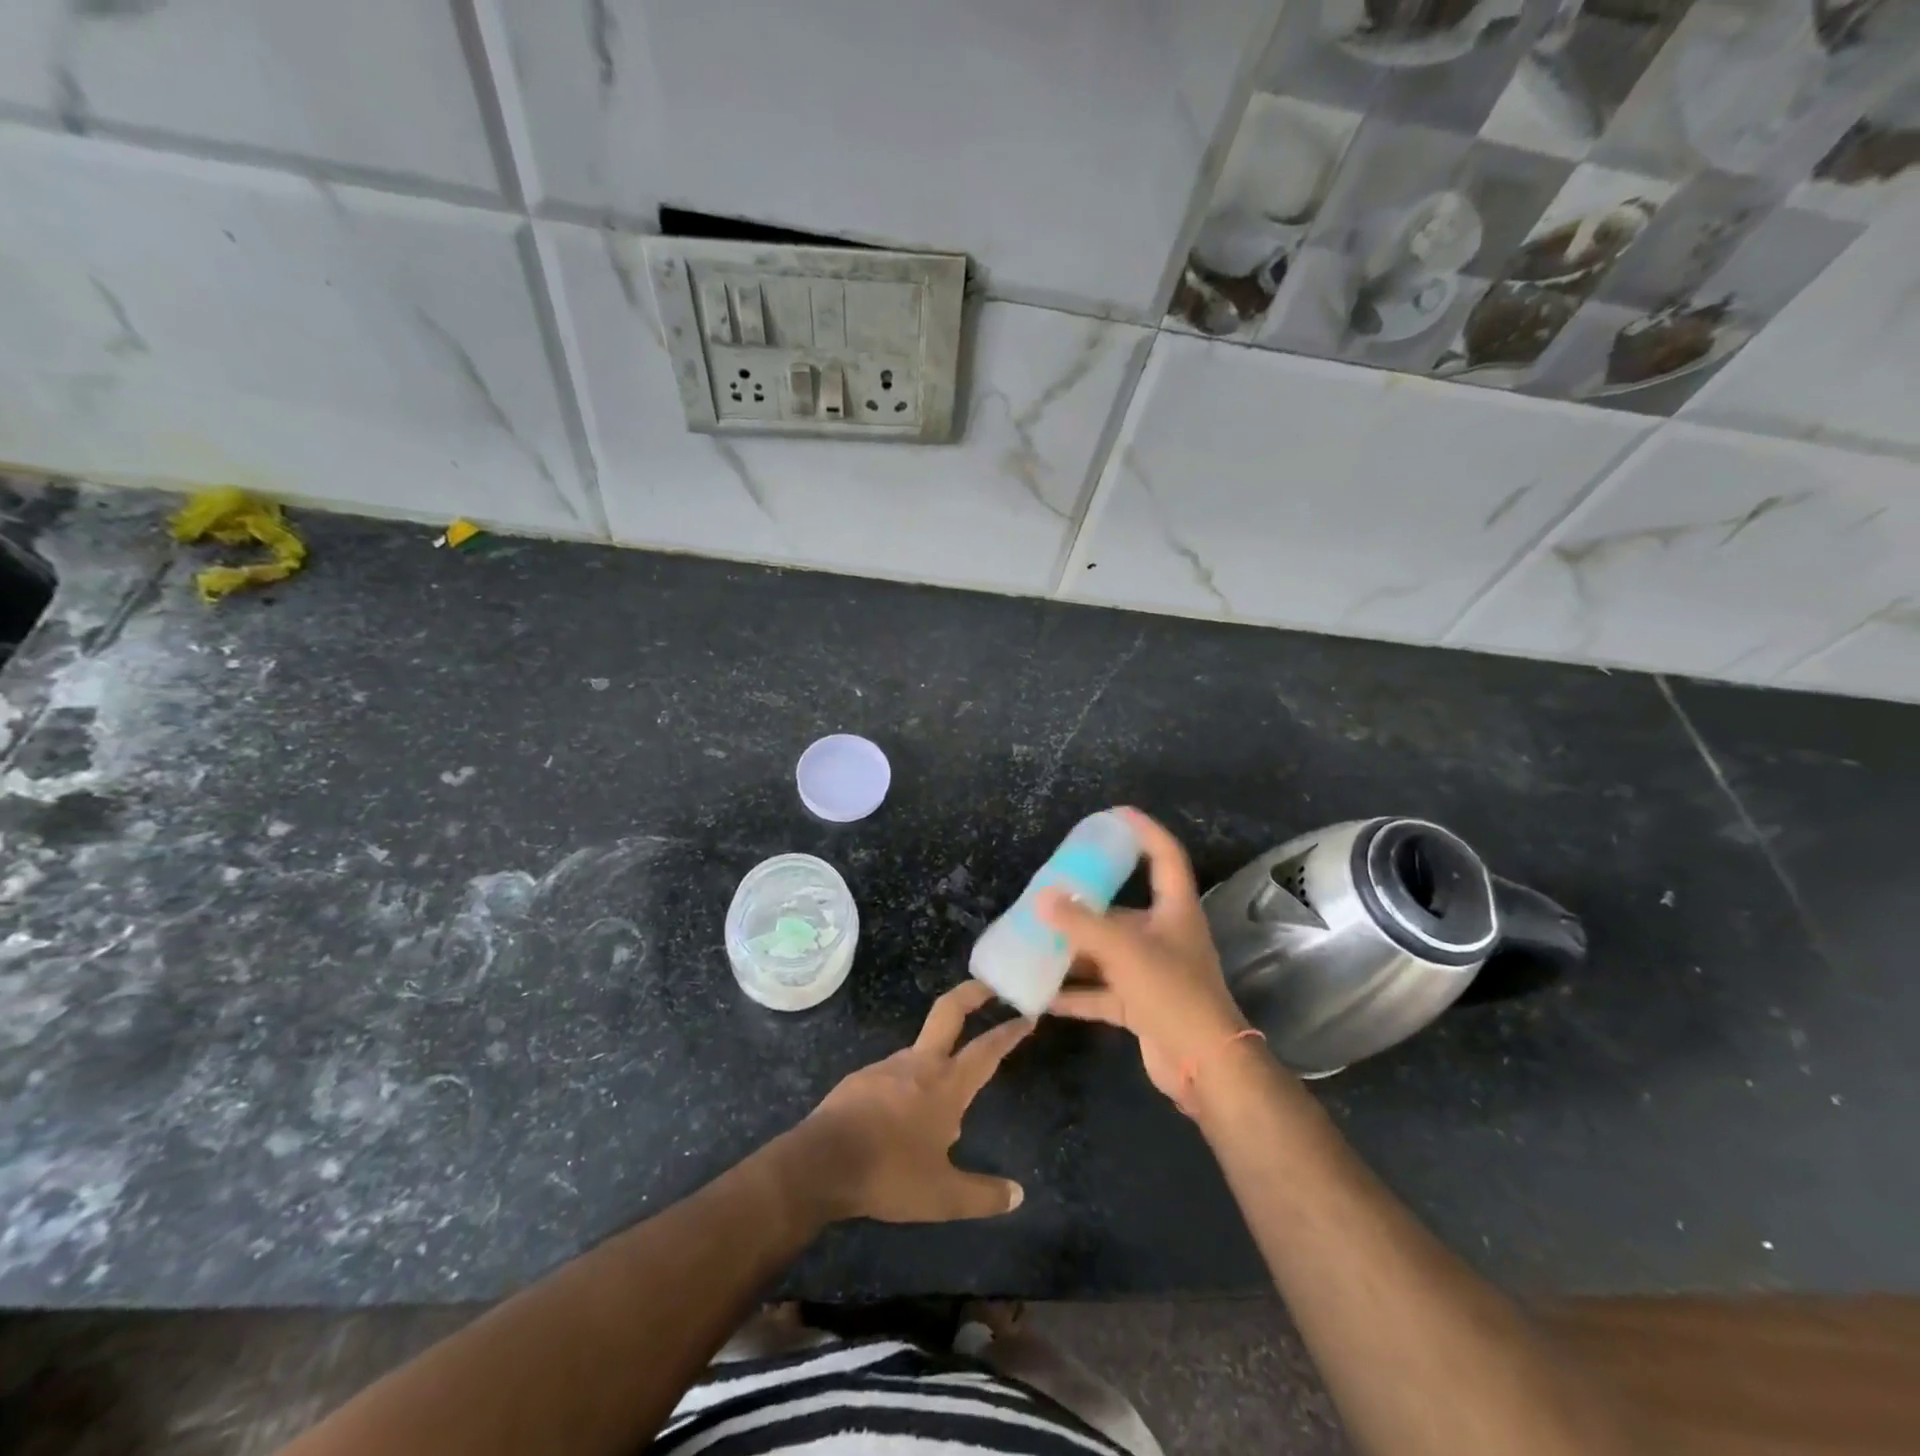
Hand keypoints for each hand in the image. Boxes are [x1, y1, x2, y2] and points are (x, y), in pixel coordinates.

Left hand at [799, 981, 1031, 1222]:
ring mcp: (886, 1066)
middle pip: (949, 1012)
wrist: (820, 1163)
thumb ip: (983, 1195)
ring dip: (938, 1056)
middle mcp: (919, 1064)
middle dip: (972, 993)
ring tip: (943, 1101)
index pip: (987, 1050)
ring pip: (921, 1049)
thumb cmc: (889, 1174)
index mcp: (946, 1085)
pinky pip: (894, 1073)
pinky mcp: (861, 1077)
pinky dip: (908, 1083)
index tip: (1027, 1015)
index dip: (1009, 1032)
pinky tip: (902, 1116)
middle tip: (989, 985)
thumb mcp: (942, 1196)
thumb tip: (1018, 1194)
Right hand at [1039, 807, 1251, 1106]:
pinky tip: (1040, 994)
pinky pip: (1099, 991)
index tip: (1114, 814)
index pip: (1163, 856)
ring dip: (1073, 949)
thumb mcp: (1125, 950)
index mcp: (1174, 910)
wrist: (1204, 1067)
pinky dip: (1073, 993)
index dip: (1143, 831)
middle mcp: (1164, 935)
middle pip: (1121, 908)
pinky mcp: (1139, 1005)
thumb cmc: (1172, 993)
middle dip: (1085, 901)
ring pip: (1105, 952)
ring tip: (1033, 938)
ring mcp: (1151, 972)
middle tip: (1049, 889)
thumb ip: (1081, 923)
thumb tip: (1042, 898)